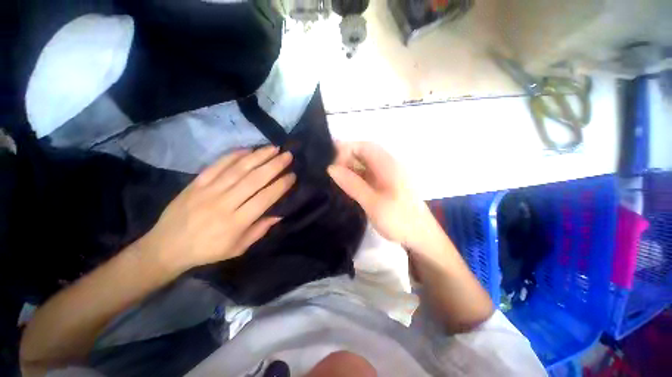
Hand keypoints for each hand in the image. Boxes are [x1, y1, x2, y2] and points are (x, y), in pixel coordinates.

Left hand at [140, 146, 295, 273]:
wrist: (167, 246)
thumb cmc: (208, 250)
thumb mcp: (238, 248)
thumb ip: (260, 230)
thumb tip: (279, 214)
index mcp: (236, 222)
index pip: (264, 199)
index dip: (280, 186)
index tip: (292, 176)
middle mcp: (224, 203)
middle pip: (253, 180)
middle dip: (274, 166)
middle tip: (288, 156)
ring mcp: (208, 191)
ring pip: (238, 169)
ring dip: (258, 156)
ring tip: (273, 148)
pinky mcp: (196, 183)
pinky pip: (217, 165)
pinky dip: (233, 155)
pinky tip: (248, 149)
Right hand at [327, 141, 438, 249]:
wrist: (420, 236)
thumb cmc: (399, 220)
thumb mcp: (373, 203)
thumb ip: (353, 184)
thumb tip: (331, 168)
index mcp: (389, 165)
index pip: (365, 146)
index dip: (346, 149)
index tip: (329, 161)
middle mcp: (388, 166)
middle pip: (364, 154)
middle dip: (345, 159)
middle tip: (328, 171)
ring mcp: (387, 175)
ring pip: (364, 165)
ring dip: (349, 169)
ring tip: (333, 178)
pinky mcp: (384, 184)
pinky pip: (366, 175)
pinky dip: (355, 177)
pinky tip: (345, 185)